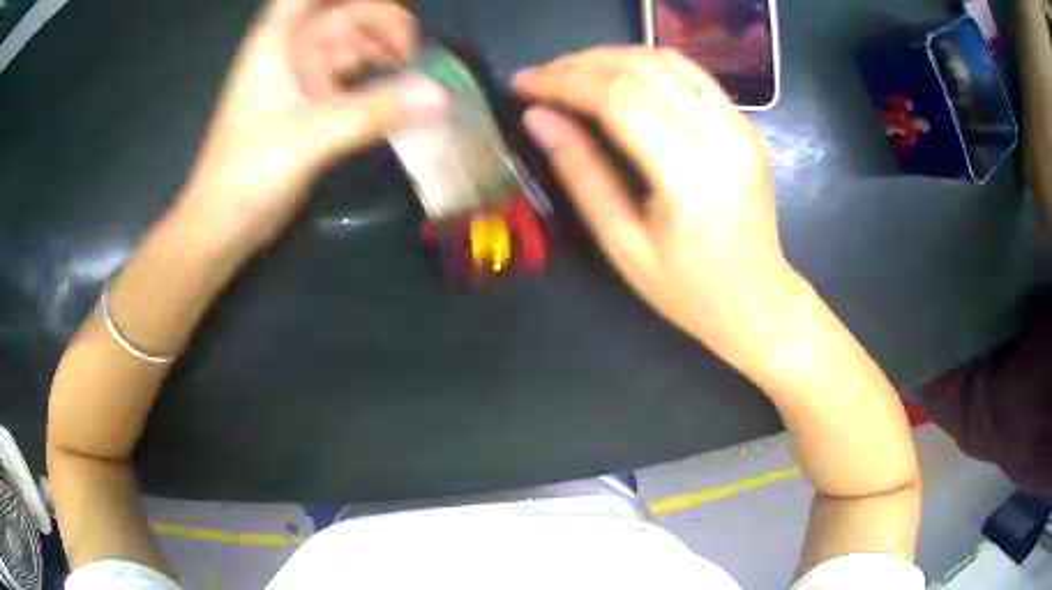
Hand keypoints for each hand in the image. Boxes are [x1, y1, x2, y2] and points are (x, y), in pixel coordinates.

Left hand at [176, 0, 445, 252]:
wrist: (223, 225)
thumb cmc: (248, 172)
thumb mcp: (310, 137)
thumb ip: (373, 113)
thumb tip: (439, 96)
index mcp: (278, 41)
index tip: (393, 10)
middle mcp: (291, 51)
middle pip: (344, 15)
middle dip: (381, 24)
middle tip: (416, 52)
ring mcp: (301, 79)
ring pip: (351, 47)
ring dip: (383, 52)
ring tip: (415, 71)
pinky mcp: (311, 108)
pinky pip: (351, 81)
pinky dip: (375, 83)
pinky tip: (399, 94)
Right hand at [514, 47, 799, 370]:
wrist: (757, 301)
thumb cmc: (688, 290)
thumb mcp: (623, 244)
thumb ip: (581, 174)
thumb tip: (538, 118)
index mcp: (691, 174)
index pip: (619, 98)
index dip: (563, 82)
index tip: (522, 83)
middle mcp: (722, 136)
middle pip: (641, 69)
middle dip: (580, 64)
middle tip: (540, 77)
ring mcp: (740, 125)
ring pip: (668, 61)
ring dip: (611, 57)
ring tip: (570, 73)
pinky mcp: (745, 125)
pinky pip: (691, 74)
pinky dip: (645, 65)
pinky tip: (617, 78)